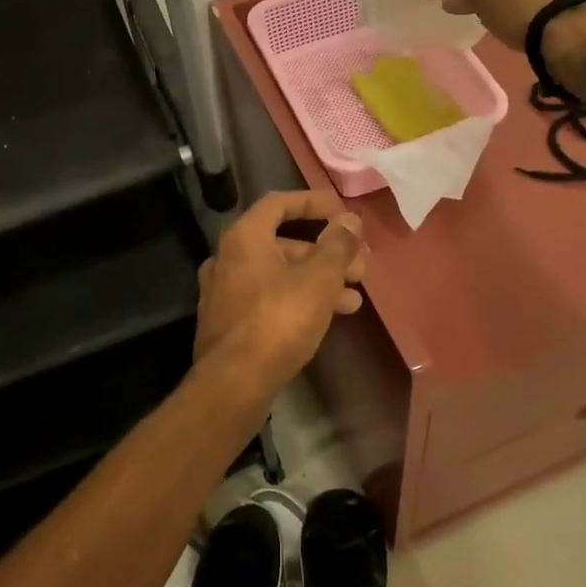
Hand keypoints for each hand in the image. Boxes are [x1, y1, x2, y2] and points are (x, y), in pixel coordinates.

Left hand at [195, 191, 367, 394]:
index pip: (279, 203)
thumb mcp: (318, 279)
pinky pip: (270, 298)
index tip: (342, 212)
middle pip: (283, 242)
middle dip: (325, 251)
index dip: (313, 202)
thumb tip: (349, 220)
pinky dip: (300, 298)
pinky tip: (331, 316)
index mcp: (244, 237)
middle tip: (360, 264)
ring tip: (355, 296)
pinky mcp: (230, 322)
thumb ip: (337, 245)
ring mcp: (225, 292)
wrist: (233, 384)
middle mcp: (228, 257)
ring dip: (318, 279)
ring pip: (279, 274)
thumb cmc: (278, 320)